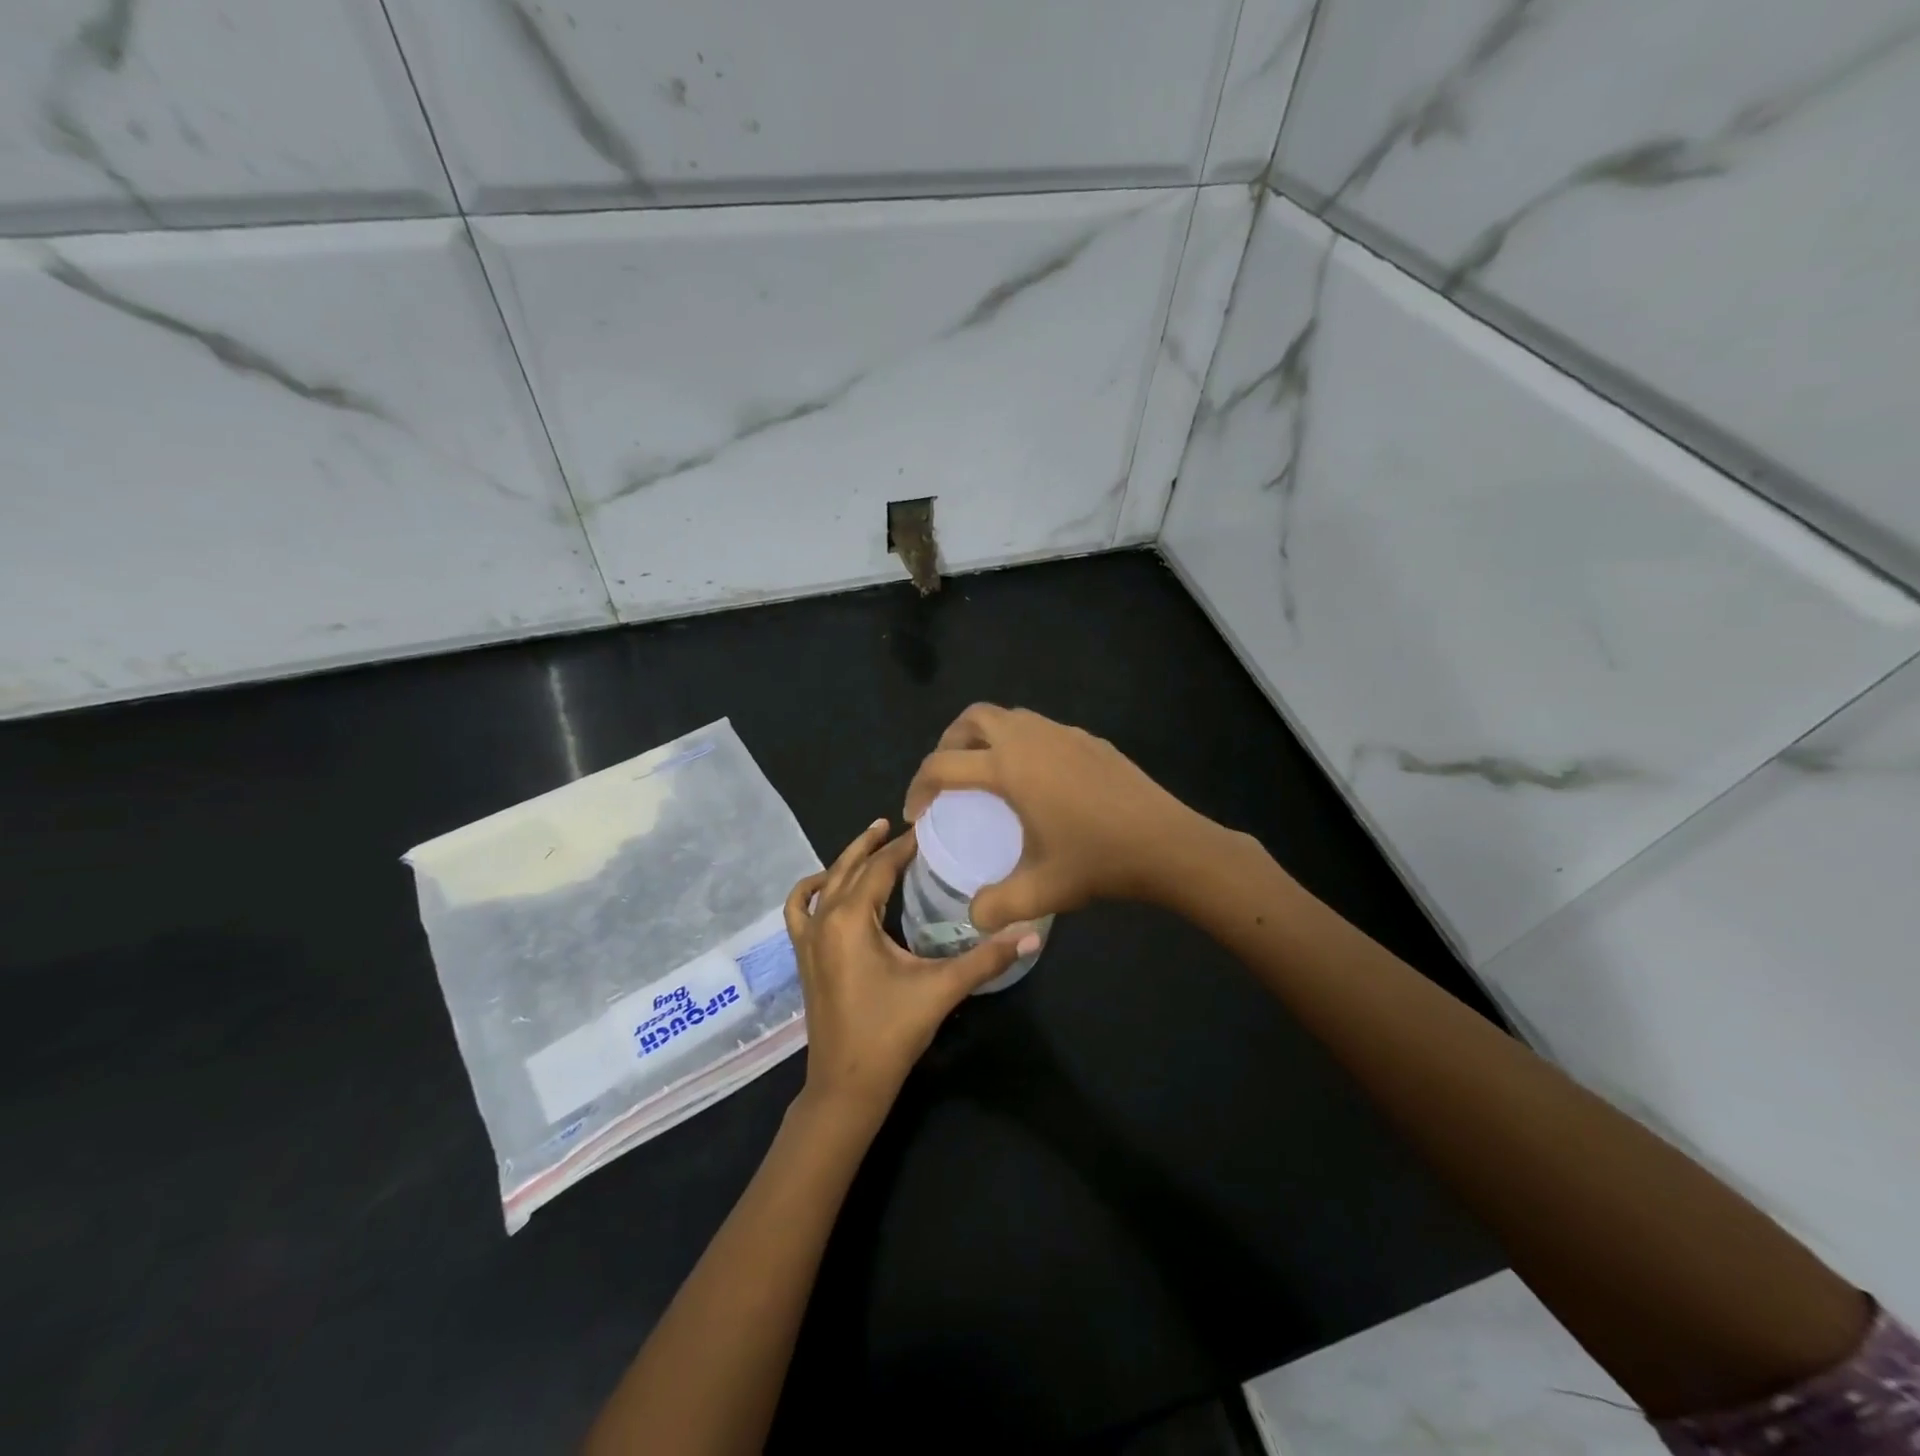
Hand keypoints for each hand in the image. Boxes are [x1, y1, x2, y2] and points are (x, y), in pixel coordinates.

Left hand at [784, 819, 1038, 1115]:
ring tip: (870, 842)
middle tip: (899, 824)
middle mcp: (824, 920)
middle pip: (849, 867)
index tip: (928, 828)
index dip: (905, 846)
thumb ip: (986, 959)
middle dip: (874, 843)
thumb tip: (1031, 934)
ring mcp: (808, 939)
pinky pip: (798, 911)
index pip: (880, 867)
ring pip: (824, 884)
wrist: (846, 1085)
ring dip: (846, 860)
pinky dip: (810, 890)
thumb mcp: (941, 990)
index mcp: (851, 920)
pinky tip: (825, 886)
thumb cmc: (891, 1033)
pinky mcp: (803, 957)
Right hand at [903, 704, 1215, 928]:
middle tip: (946, 779)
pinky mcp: (1089, 739)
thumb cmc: (1098, 861)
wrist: (1167, 843)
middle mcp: (1030, 739)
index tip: (917, 815)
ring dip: (986, 738)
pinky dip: (1022, 743)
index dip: (919, 787)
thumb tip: (975, 917)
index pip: (942, 765)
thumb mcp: (1041, 892)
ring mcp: (1063, 733)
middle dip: (948, 742)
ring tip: (986, 775)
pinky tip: (1037, 782)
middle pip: (972, 718)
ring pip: (1009, 717)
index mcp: (1008, 768)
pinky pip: (1041, 729)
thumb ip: (997, 906)